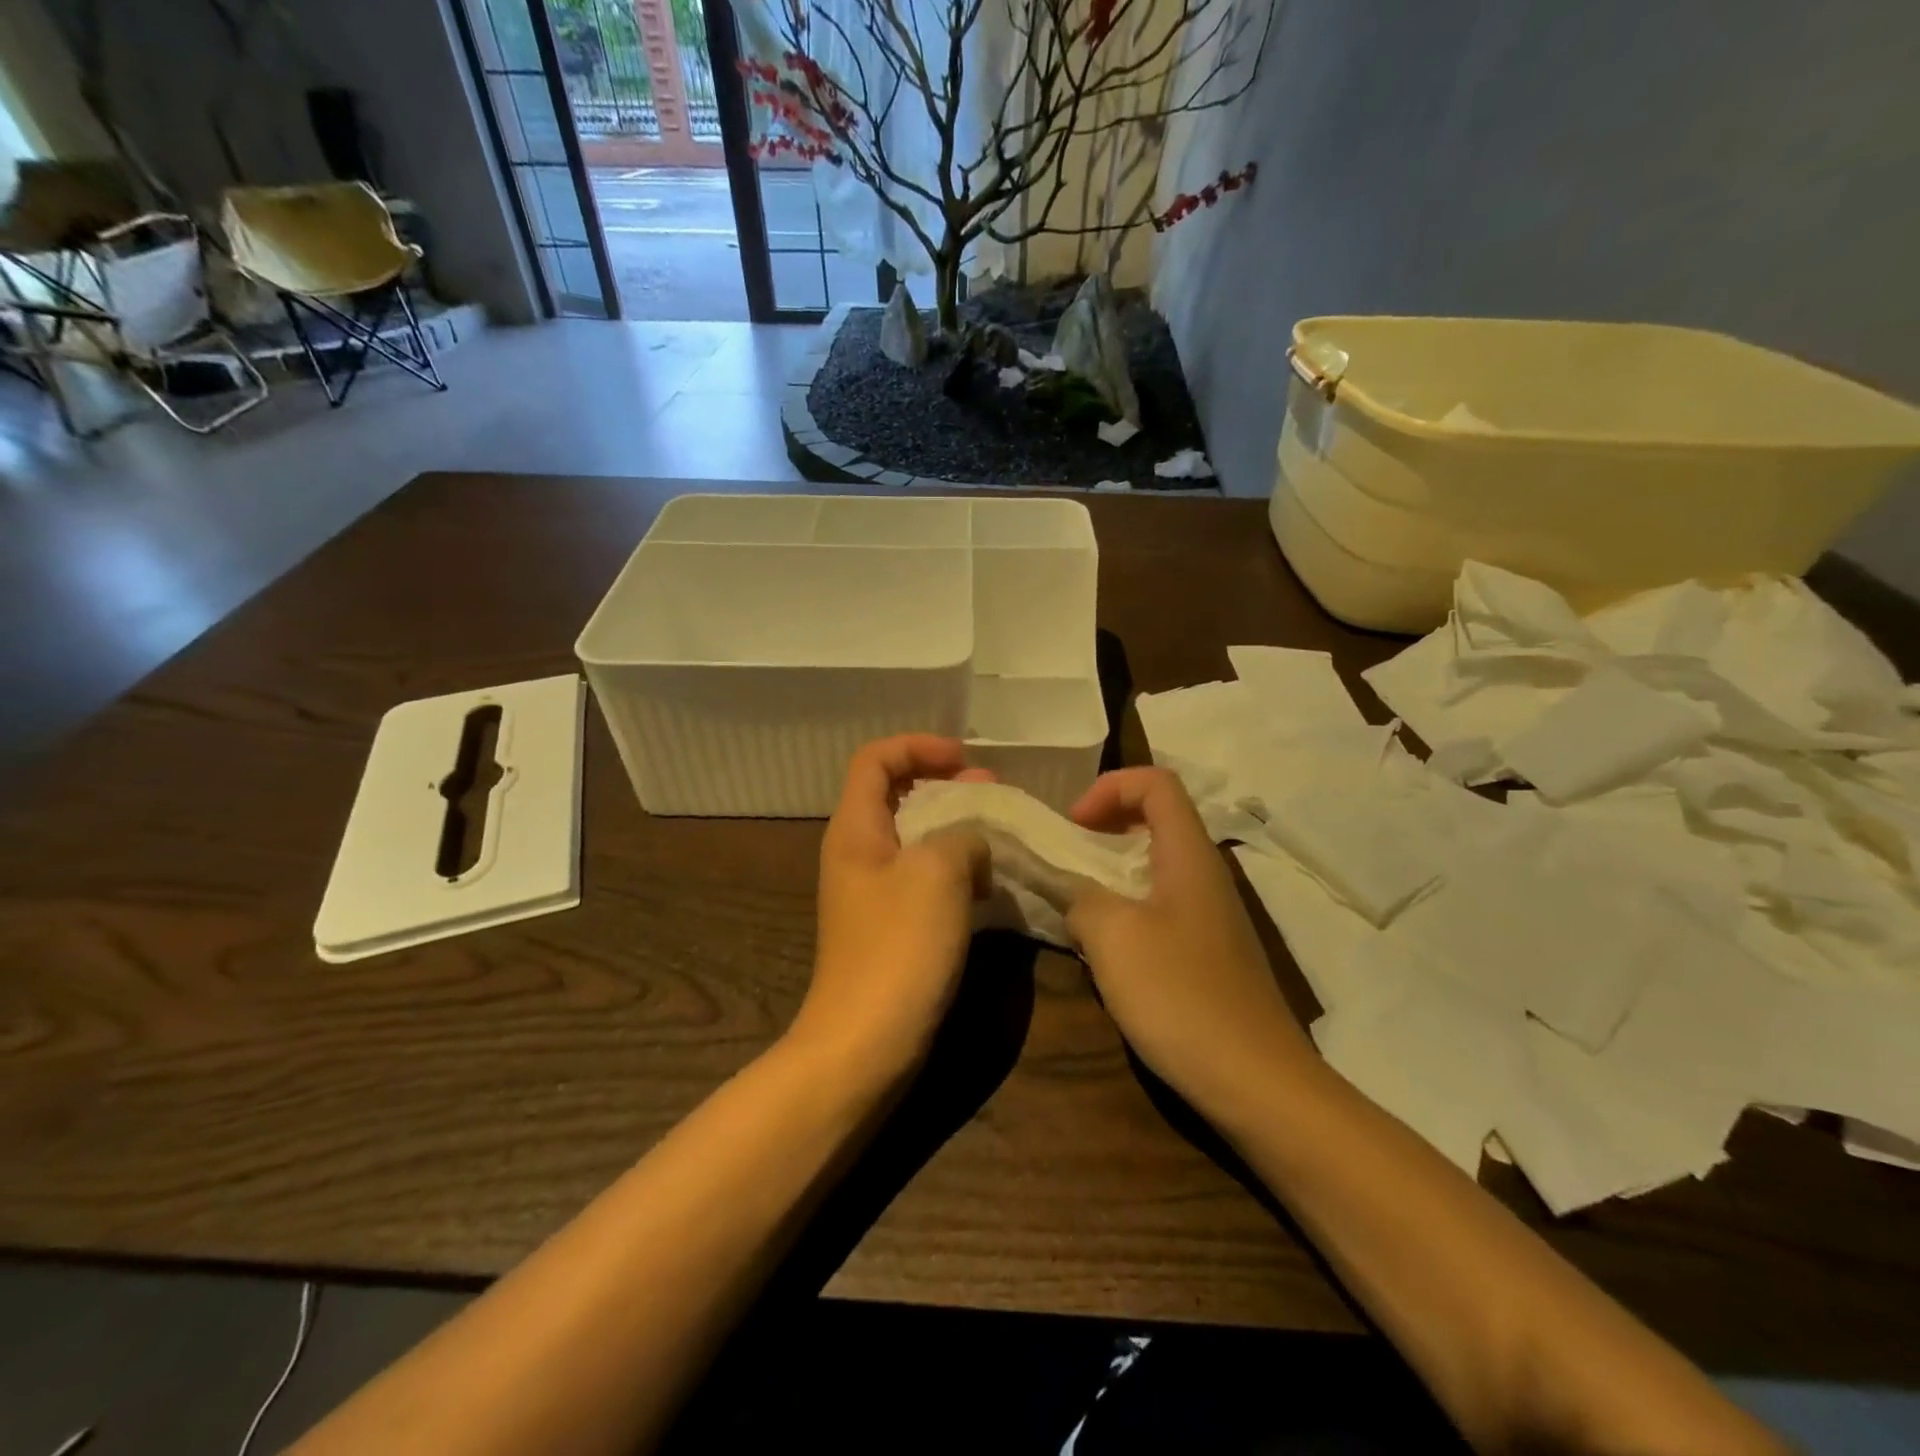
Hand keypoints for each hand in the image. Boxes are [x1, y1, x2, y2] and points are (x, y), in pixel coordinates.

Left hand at [790, 735, 991, 1080]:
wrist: (864, 1045)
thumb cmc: (897, 948)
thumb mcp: (937, 873)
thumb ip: (962, 835)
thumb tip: (973, 841)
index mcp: (856, 829)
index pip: (876, 759)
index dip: (919, 747)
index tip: (965, 761)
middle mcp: (858, 853)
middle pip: (897, 794)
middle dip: (946, 786)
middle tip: (994, 797)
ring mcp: (873, 893)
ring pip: (916, 838)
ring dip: (957, 829)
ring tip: (999, 838)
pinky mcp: (892, 926)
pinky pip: (924, 878)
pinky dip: (956, 870)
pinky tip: (989, 886)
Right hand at [1067, 767, 1314, 1117]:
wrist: (1256, 1083)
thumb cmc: (1182, 996)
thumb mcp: (1113, 937)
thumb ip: (1080, 898)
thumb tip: (1072, 893)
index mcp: (1189, 856)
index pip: (1156, 783)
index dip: (1110, 788)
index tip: (1072, 826)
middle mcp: (1204, 875)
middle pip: (1156, 820)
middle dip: (1104, 827)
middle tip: (1065, 858)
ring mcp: (1209, 917)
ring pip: (1154, 867)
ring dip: (1109, 872)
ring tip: (1074, 903)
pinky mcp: (1207, 954)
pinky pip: (1159, 908)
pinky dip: (1124, 910)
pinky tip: (1102, 950)